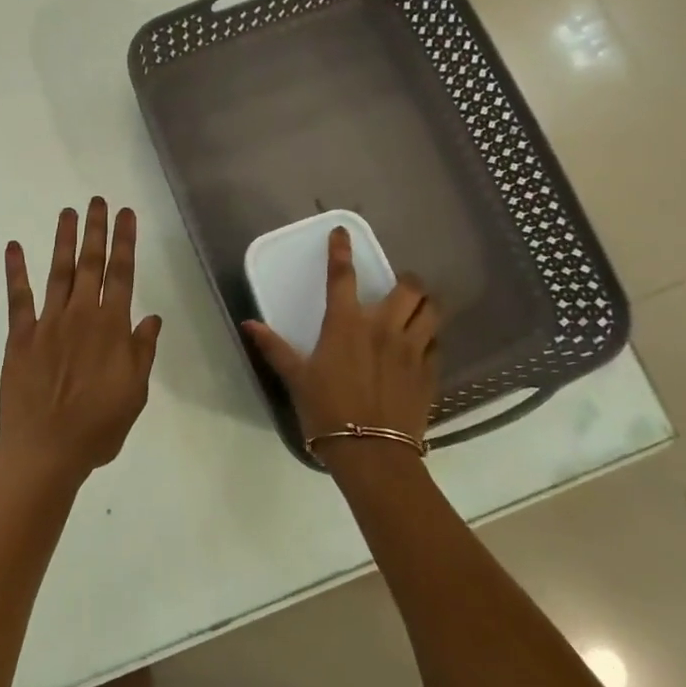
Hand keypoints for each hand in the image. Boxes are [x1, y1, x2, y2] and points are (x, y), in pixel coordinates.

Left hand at [0, 198, 162, 481]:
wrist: (46, 450)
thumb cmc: (98, 427)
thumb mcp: (135, 393)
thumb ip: (142, 352)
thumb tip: (152, 319)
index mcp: (112, 328)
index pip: (122, 274)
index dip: (125, 242)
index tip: (127, 214)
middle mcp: (81, 316)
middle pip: (91, 264)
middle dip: (96, 230)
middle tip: (97, 201)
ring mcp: (48, 323)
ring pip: (59, 272)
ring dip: (64, 240)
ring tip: (68, 212)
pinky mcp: (20, 336)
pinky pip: (18, 297)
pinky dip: (16, 271)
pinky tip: (14, 247)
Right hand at [242, 226, 439, 450]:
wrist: (372, 453)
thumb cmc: (327, 411)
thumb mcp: (296, 378)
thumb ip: (274, 348)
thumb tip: (248, 324)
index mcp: (346, 324)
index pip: (343, 276)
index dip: (341, 250)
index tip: (342, 232)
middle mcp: (383, 328)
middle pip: (408, 288)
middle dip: (406, 279)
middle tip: (398, 284)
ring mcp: (411, 349)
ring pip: (431, 311)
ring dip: (425, 304)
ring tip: (417, 307)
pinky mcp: (429, 372)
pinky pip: (437, 343)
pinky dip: (431, 336)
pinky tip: (422, 344)